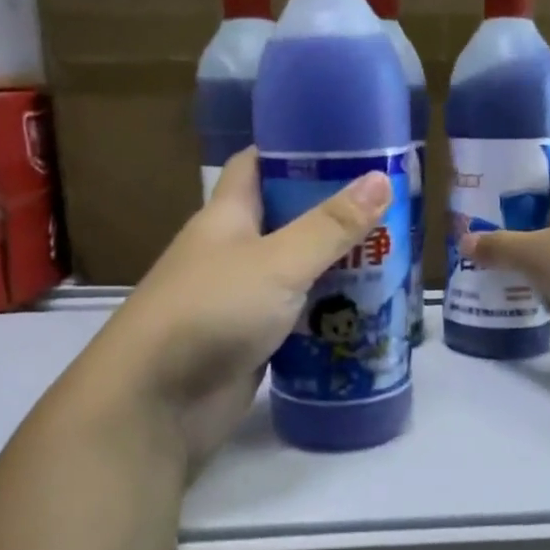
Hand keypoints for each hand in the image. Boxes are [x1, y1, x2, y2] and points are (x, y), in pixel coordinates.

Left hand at [92, 149, 391, 468]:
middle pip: (286, 221)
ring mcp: (240, 300)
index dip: (294, 151)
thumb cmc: (212, 310)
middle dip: (332, 216)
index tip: (346, 148)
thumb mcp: (278, 261)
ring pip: (295, 274)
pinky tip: (367, 316)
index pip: (256, 165)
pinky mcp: (252, 343)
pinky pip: (296, 320)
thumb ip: (330, 225)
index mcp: (227, 217)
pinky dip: (326, 317)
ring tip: (392, 261)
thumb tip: (380, 179)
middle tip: (390, 212)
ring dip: (335, 270)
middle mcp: (232, 253)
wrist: (158, 401)